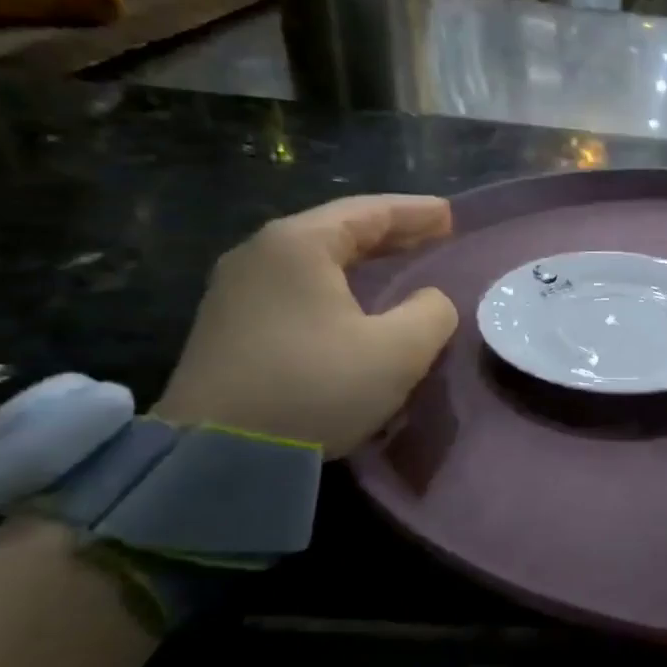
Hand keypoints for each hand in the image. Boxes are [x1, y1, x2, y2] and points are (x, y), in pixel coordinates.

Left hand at [154, 196, 458, 457]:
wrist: (215, 454)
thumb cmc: (315, 387)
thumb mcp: (398, 351)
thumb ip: (431, 313)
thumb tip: (429, 301)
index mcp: (298, 245)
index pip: (369, 212)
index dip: (416, 212)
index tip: (451, 214)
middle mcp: (260, 254)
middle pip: (337, 230)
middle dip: (391, 232)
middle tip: (434, 235)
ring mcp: (236, 290)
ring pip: (314, 259)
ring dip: (362, 260)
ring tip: (399, 264)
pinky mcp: (229, 326)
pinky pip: (295, 286)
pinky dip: (335, 283)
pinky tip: (354, 301)